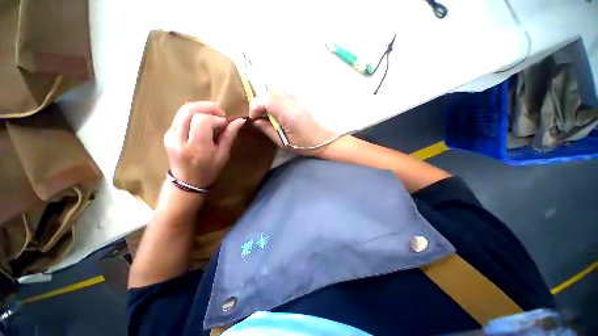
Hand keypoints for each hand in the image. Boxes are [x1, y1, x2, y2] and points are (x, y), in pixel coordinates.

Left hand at [164, 102, 244, 186]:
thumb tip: (240, 120)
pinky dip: (194, 114)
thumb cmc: (209, 170)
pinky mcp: (167, 133)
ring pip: (183, 110)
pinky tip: (202, 120)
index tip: (225, 124)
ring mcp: (170, 135)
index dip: (216, 118)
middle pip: (189, 110)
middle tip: (220, 113)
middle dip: (207, 107)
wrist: (187, 181)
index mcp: (197, 147)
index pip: (202, 121)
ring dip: (200, 108)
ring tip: (212, 115)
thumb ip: (229, 135)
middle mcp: (180, 139)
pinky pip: (180, 116)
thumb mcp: (223, 154)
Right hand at [249, 89, 336, 155]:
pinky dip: (274, 98)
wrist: (322, 139)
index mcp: (288, 114)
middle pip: (269, 89)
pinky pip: (282, 92)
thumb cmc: (303, 144)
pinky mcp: (298, 99)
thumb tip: (255, 121)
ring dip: (267, 98)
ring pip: (276, 89)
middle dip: (260, 101)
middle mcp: (291, 102)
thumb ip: (267, 129)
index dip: (255, 107)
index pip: (265, 100)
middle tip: (260, 114)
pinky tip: (276, 110)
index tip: (254, 118)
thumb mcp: (283, 142)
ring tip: (267, 112)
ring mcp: (296, 98)